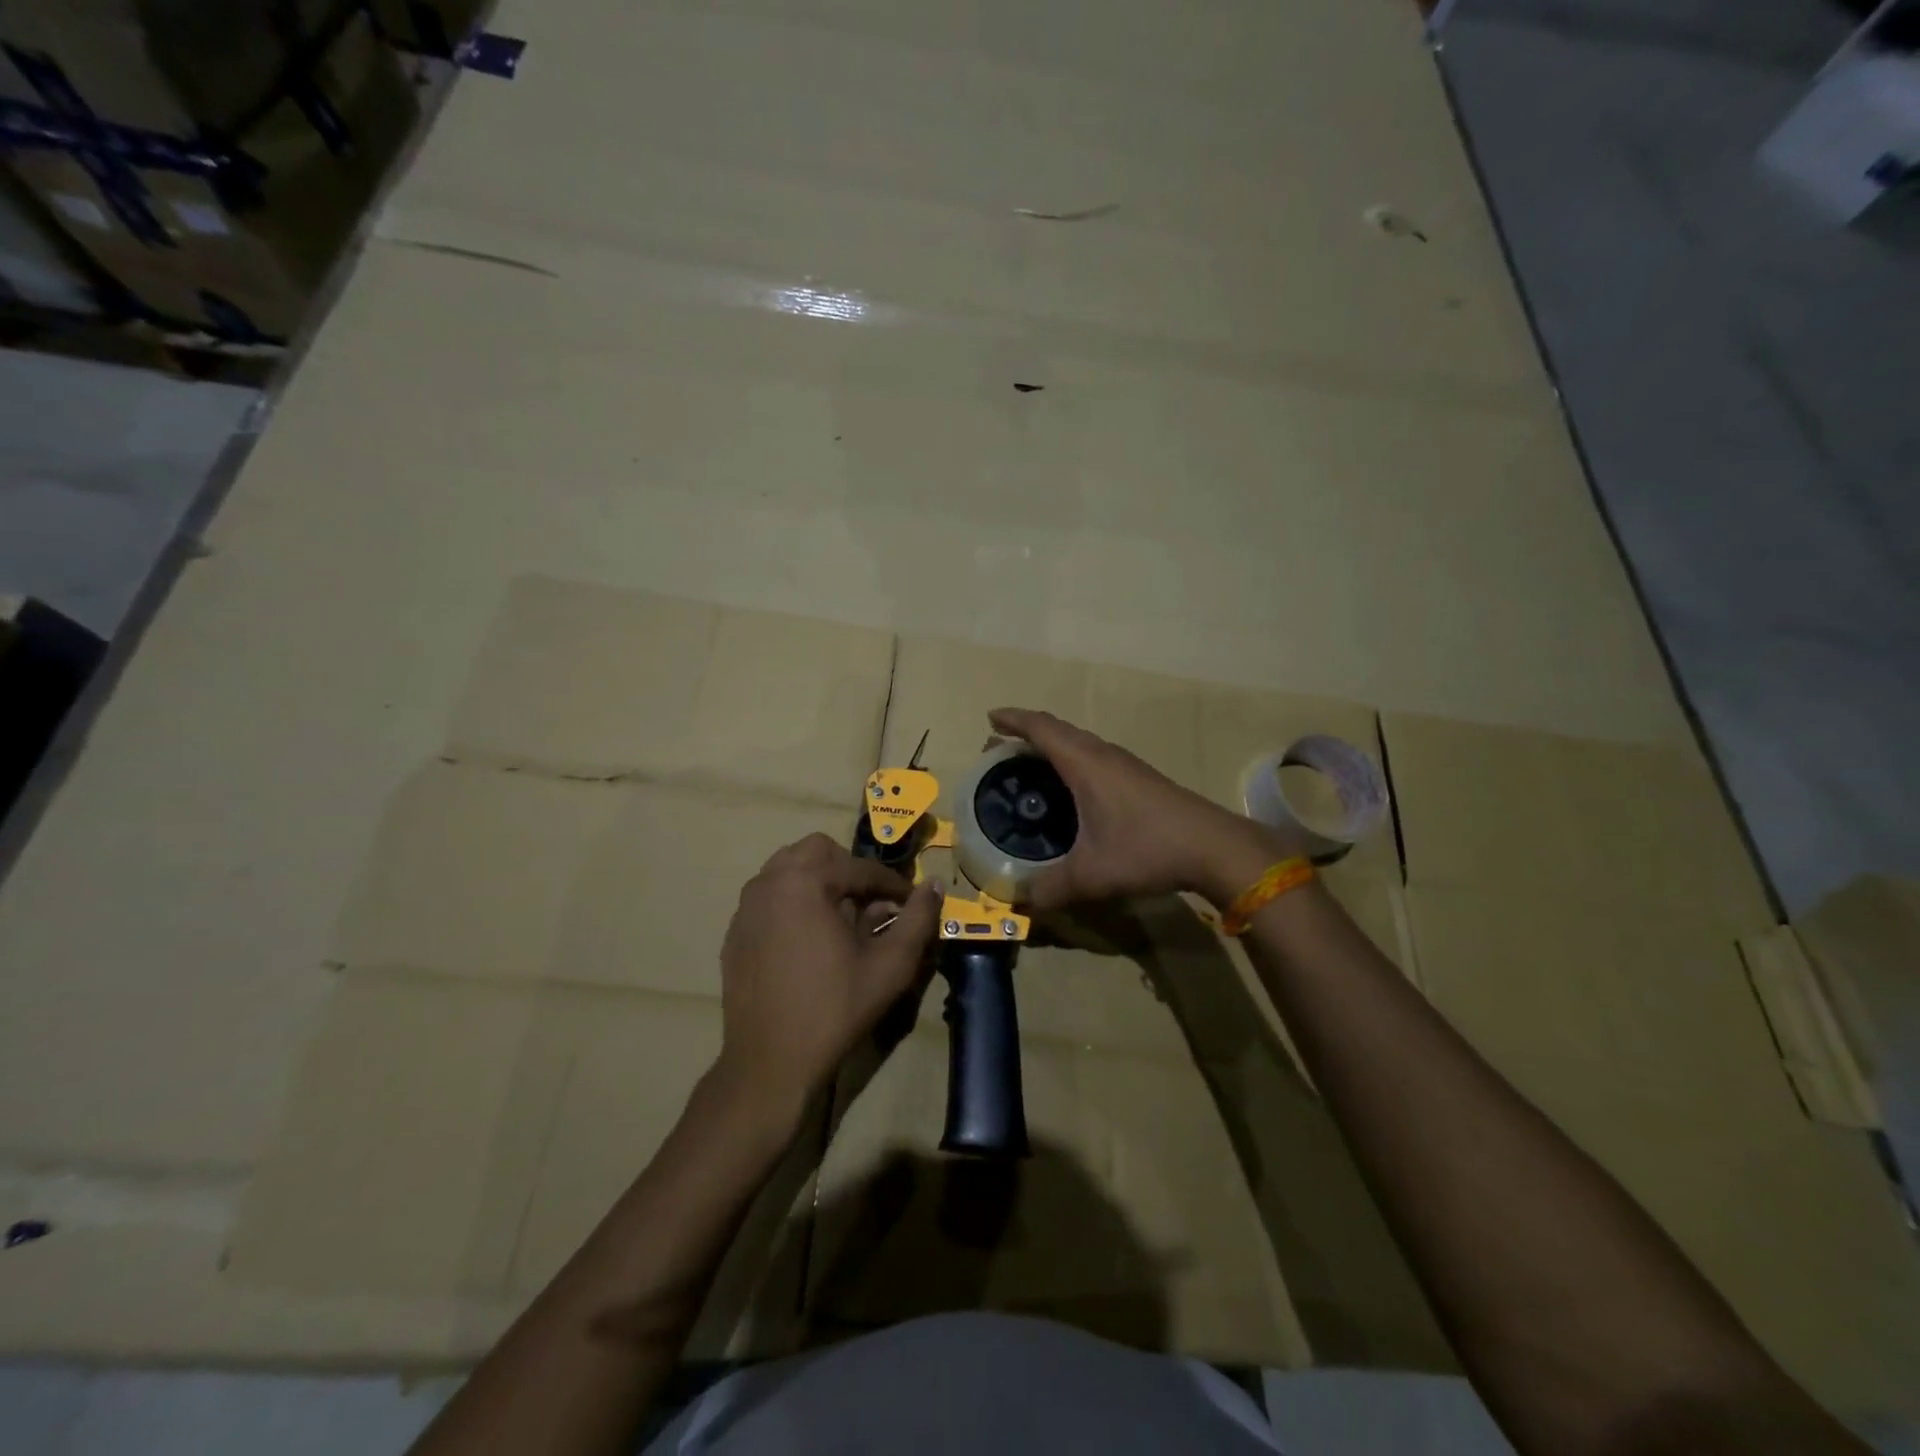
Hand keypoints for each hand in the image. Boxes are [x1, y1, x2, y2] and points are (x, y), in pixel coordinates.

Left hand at [715, 834, 940, 1123]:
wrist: (770, 1062)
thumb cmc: (835, 1008)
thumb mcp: (891, 965)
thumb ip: (918, 918)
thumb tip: (934, 885)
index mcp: (805, 881)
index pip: (860, 867)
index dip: (892, 884)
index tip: (911, 903)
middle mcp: (769, 882)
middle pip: (817, 851)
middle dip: (849, 870)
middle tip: (870, 904)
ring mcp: (746, 906)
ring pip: (788, 869)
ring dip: (819, 881)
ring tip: (840, 918)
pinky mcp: (735, 931)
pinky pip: (769, 897)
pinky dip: (793, 902)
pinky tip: (808, 940)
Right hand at [987, 707, 1302, 909]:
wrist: (1212, 846)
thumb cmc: (1146, 849)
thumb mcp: (1092, 875)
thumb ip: (1052, 889)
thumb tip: (1022, 903)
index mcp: (1084, 764)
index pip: (1041, 728)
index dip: (1013, 719)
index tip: (990, 718)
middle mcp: (1103, 754)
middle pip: (1059, 729)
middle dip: (1027, 731)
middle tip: (1001, 745)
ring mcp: (1125, 763)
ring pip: (1080, 741)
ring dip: (1052, 743)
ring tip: (1031, 762)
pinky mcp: (1140, 776)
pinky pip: (1094, 754)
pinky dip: (1072, 758)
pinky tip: (1073, 786)